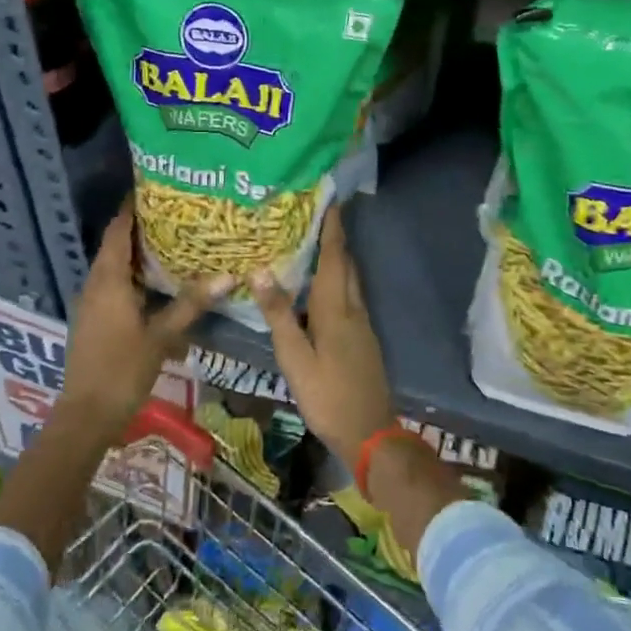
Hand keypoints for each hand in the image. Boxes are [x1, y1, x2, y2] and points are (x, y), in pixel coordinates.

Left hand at [59, 201, 230, 437]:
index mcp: (108, 280)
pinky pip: (114, 285)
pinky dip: (134, 276)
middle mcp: (95, 284)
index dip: (132, 208)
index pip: (118, 230)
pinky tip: (158, 284)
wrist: (86, 415)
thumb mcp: (161, 336)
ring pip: (115, 267)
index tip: (155, 189)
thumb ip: (191, 304)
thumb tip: (227, 276)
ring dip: (138, 254)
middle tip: (176, 214)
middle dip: (141, 228)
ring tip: (173, 242)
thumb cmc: (122, 370)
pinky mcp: (94, 320)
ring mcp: (92, 303)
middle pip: (116, 245)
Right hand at [251, 208, 397, 465]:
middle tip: (315, 215)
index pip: (334, 256)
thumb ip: (278, 314)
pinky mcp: (362, 338)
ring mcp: (361, 324)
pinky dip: (336, 280)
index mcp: (336, 308)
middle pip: (345, 263)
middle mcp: (353, 308)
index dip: (332, 227)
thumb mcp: (295, 358)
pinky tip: (319, 289)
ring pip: (349, 280)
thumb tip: (260, 270)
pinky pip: (348, 296)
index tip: (329, 198)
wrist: (370, 432)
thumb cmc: (328, 395)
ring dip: (336, 258)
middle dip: (334, 237)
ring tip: (313, 243)